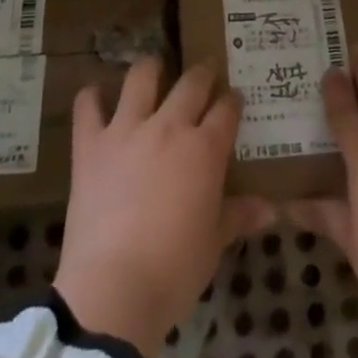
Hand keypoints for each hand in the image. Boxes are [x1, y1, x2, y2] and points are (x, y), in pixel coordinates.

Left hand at [54, 57, 275, 357]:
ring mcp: (127, 131)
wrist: (113, 289)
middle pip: (192, 83)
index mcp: (205, 149)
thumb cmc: (174, 270)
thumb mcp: (214, 244)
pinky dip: (91, 98)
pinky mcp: (90, 145)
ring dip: (151, 68)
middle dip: (203, 74)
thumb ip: (239, 216)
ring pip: (141, 78)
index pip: (227, 109)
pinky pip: (87, 107)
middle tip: (204, 77)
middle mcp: (169, 127)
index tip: (234, 99)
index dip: (233, 101)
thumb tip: (270, 209)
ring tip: (154, 69)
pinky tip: (95, 97)